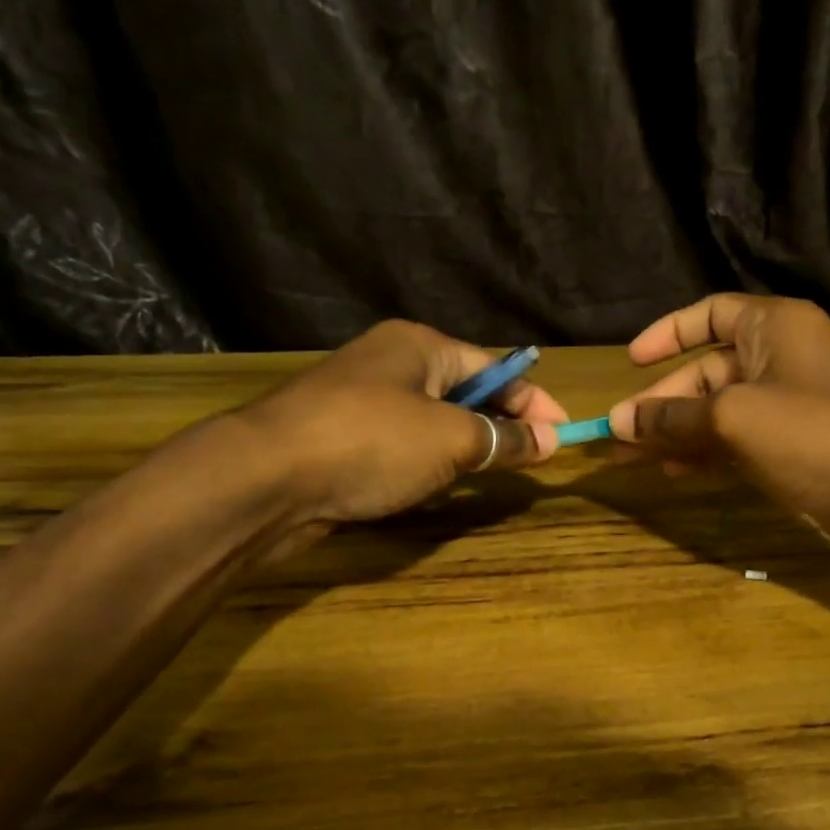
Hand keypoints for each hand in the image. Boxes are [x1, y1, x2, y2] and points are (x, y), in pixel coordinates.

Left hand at [231, 320, 565, 533]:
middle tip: (534, 457)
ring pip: (432, 420)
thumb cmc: (370, 442)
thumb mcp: (449, 439)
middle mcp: (390, 364)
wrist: (265, 480)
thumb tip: (550, 442)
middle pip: (464, 390)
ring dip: (465, 444)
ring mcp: (362, 402)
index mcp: (419, 345)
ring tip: (495, 472)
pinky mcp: (342, 440)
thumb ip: (502, 439)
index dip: (533, 400)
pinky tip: (440, 483)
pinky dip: (429, 462)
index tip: (564, 434)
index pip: (494, 366)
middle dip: (501, 422)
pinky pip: (403, 445)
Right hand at [606, 294, 829, 565]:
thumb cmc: (817, 436)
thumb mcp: (734, 418)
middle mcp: (780, 359)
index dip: (668, 333)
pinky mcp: (792, 448)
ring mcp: (787, 407)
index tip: (631, 362)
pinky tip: (674, 472)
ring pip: (717, 410)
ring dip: (676, 431)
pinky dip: (704, 453)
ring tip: (634, 457)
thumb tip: (618, 421)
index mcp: (774, 327)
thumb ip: (672, 418)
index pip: (711, 313)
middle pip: (707, 369)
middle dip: (662, 400)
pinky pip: (736, 441)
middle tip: (619, 433)